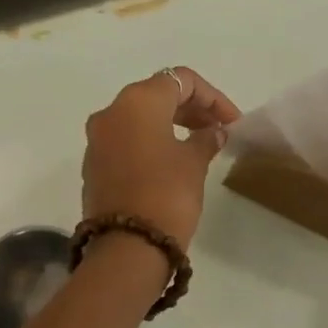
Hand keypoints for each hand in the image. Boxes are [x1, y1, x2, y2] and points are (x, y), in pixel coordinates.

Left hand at [82, 67, 240, 250]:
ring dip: (171, 124)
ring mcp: (98, 139)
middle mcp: (111, 112)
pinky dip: (152, 142)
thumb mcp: (194, 164)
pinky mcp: (94, 164)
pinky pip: (127, 140)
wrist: (127, 247)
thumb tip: (212, 133)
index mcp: (138, 102)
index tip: (232, 122)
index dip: (212, 97)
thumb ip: (205, 140)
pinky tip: (173, 162)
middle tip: (218, 131)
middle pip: (157, 95)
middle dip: (191, 109)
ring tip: (199, 145)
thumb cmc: (167, 195)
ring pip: (139, 118)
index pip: (181, 80)